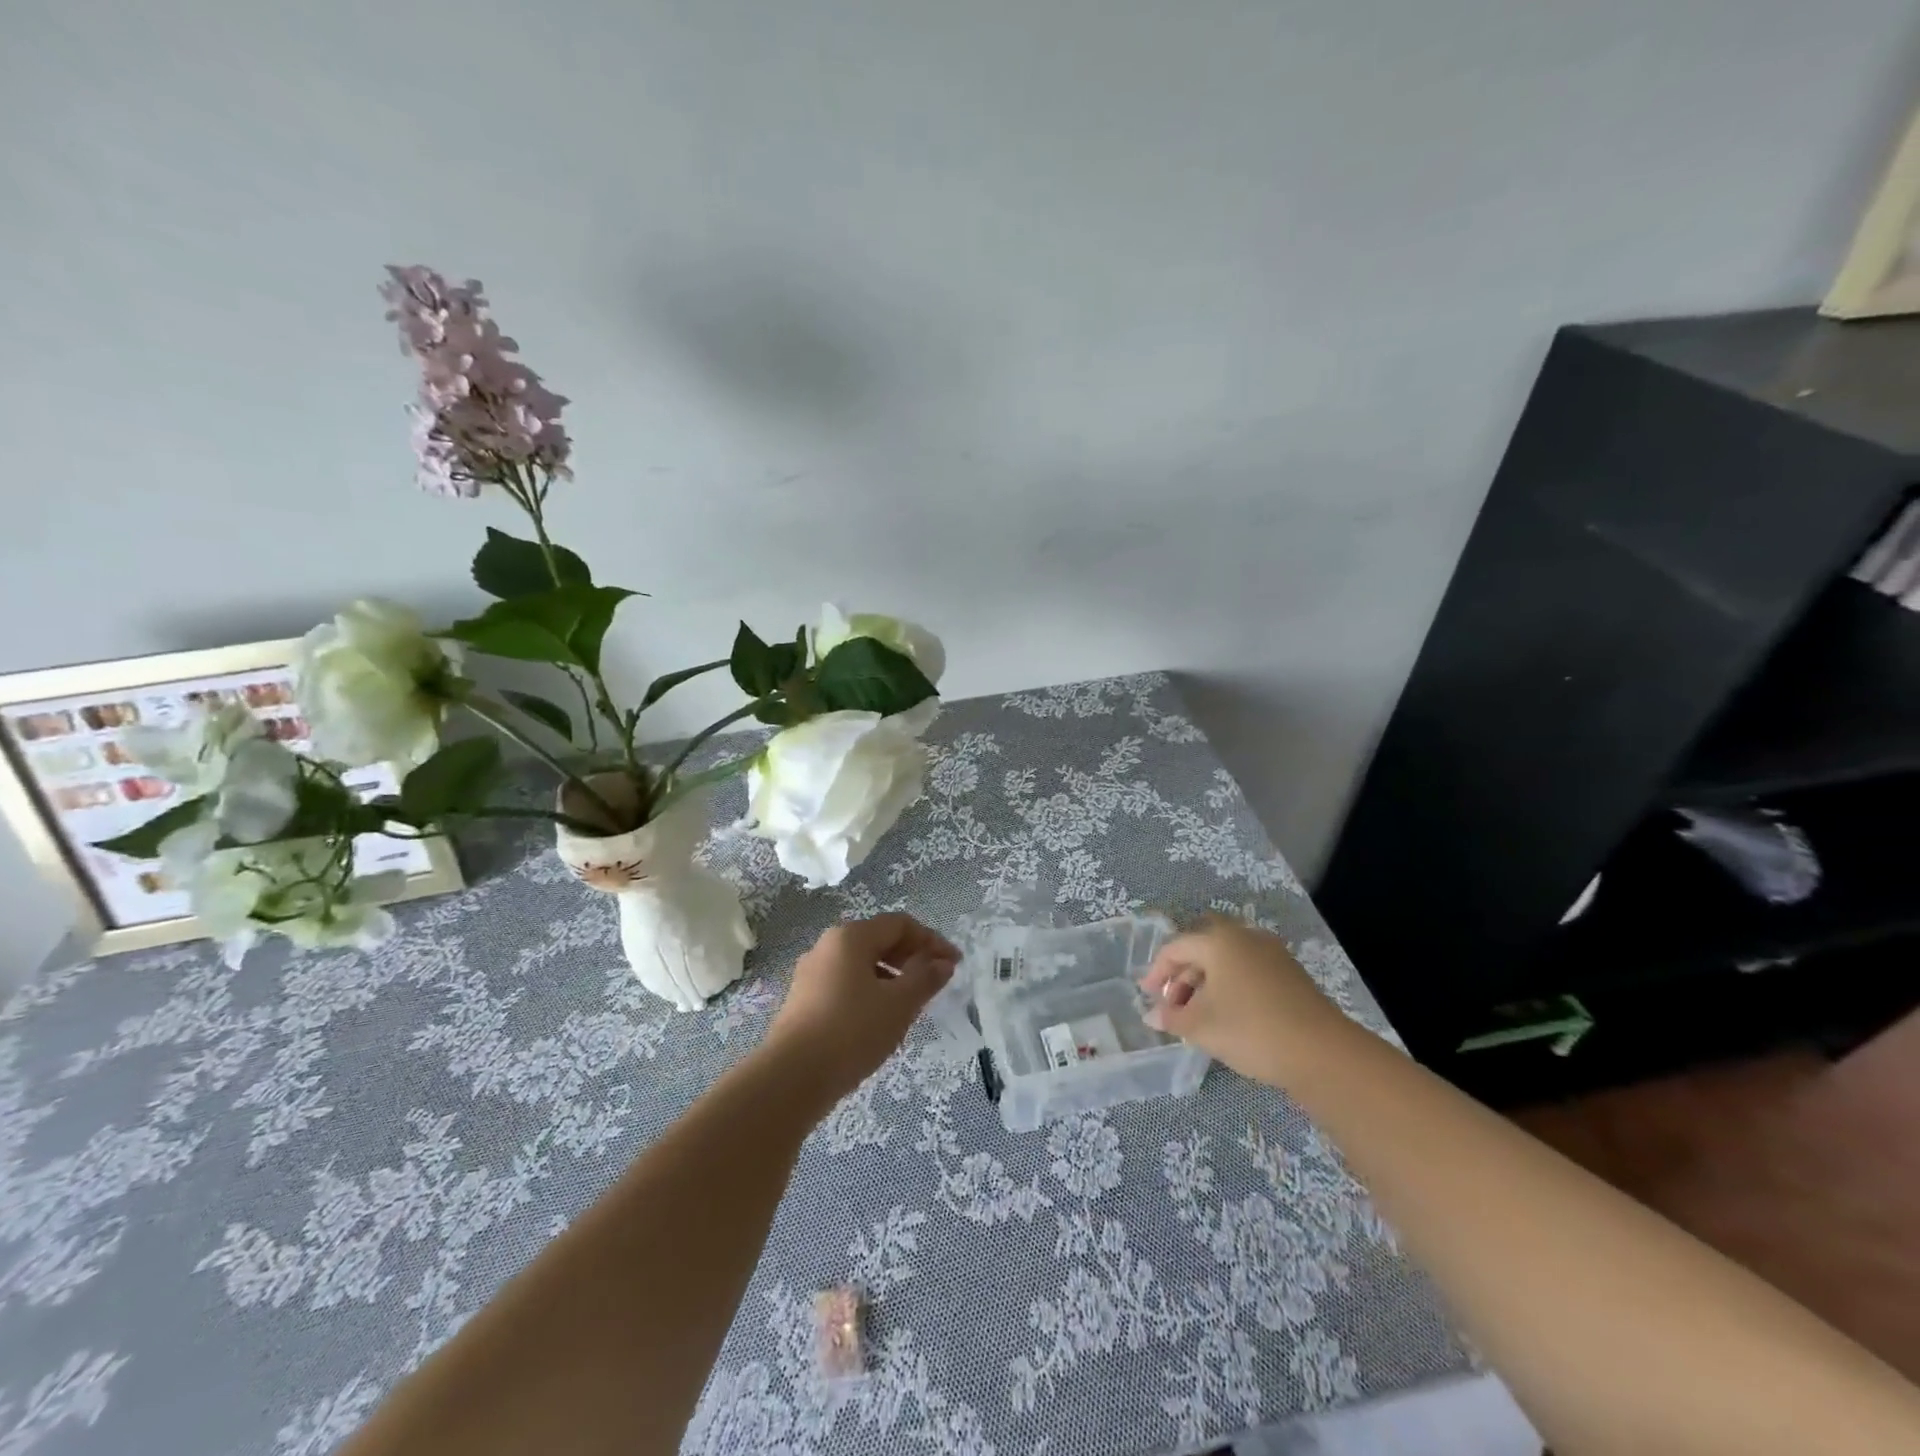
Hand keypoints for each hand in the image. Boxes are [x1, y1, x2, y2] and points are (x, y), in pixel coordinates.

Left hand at [761, 913, 959, 1104]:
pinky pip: (846, 983)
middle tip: (936, 982)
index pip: (900, 924)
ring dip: (892, 976)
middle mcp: (828, 946)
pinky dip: (870, 991)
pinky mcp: (803, 1000)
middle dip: (912, 957)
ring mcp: (811, 973)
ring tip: (911, 1004)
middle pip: (879, 940)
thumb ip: (925, 978)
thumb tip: (943, 963)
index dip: (931, 940)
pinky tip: (880, 1019)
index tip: (954, 964)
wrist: (791, 1078)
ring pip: (862, 964)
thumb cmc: (852, 1031)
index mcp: (851, 936)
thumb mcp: (899, 1004)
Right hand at [1141, 916, 1343, 1083]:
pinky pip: (1248, 971)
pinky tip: (1229, 1016)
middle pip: (1202, 951)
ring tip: (1198, 1016)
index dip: (1157, 972)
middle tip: (1173, 1007)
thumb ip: (1172, 1017)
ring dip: (1206, 984)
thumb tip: (1151, 1015)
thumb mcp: (1201, 1026)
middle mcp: (1244, 937)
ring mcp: (1272, 954)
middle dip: (1182, 978)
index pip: (1176, 947)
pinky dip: (1230, 987)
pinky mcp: (1290, 974)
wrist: (1322, 1053)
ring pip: (1227, 962)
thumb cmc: (1250, 1030)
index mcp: (1218, 940)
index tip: (1148, 997)